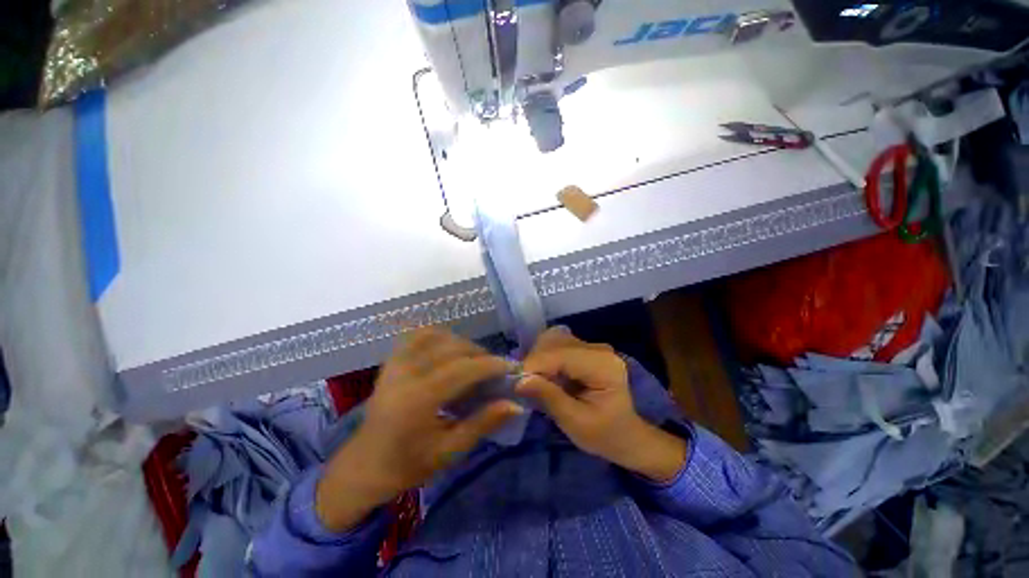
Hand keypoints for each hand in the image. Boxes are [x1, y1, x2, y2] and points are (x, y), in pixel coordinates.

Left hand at [316, 328, 522, 530]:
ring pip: (437, 336)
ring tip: (475, 359)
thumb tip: (515, 404)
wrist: (364, 465)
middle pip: (452, 348)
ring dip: (462, 343)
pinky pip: (418, 335)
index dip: (490, 365)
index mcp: (417, 400)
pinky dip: (440, 335)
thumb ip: (483, 423)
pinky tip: (450, 348)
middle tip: (495, 368)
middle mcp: (405, 374)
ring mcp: (396, 363)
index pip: (462, 370)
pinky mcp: (391, 360)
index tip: (511, 367)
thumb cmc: (408, 465)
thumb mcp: (449, 451)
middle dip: (480, 353)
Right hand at [516, 328, 686, 482]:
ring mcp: (593, 346)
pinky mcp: (586, 349)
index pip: (561, 355)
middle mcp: (599, 348)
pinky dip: (545, 357)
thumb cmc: (605, 435)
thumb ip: (549, 397)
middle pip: (555, 342)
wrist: (626, 434)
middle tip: (526, 386)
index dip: (535, 366)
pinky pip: (557, 344)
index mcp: (603, 365)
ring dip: (538, 358)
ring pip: (553, 339)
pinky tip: (546, 375)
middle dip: (535, 361)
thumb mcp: (575, 422)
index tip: (516, 383)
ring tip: (536, 381)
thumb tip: (519, 380)